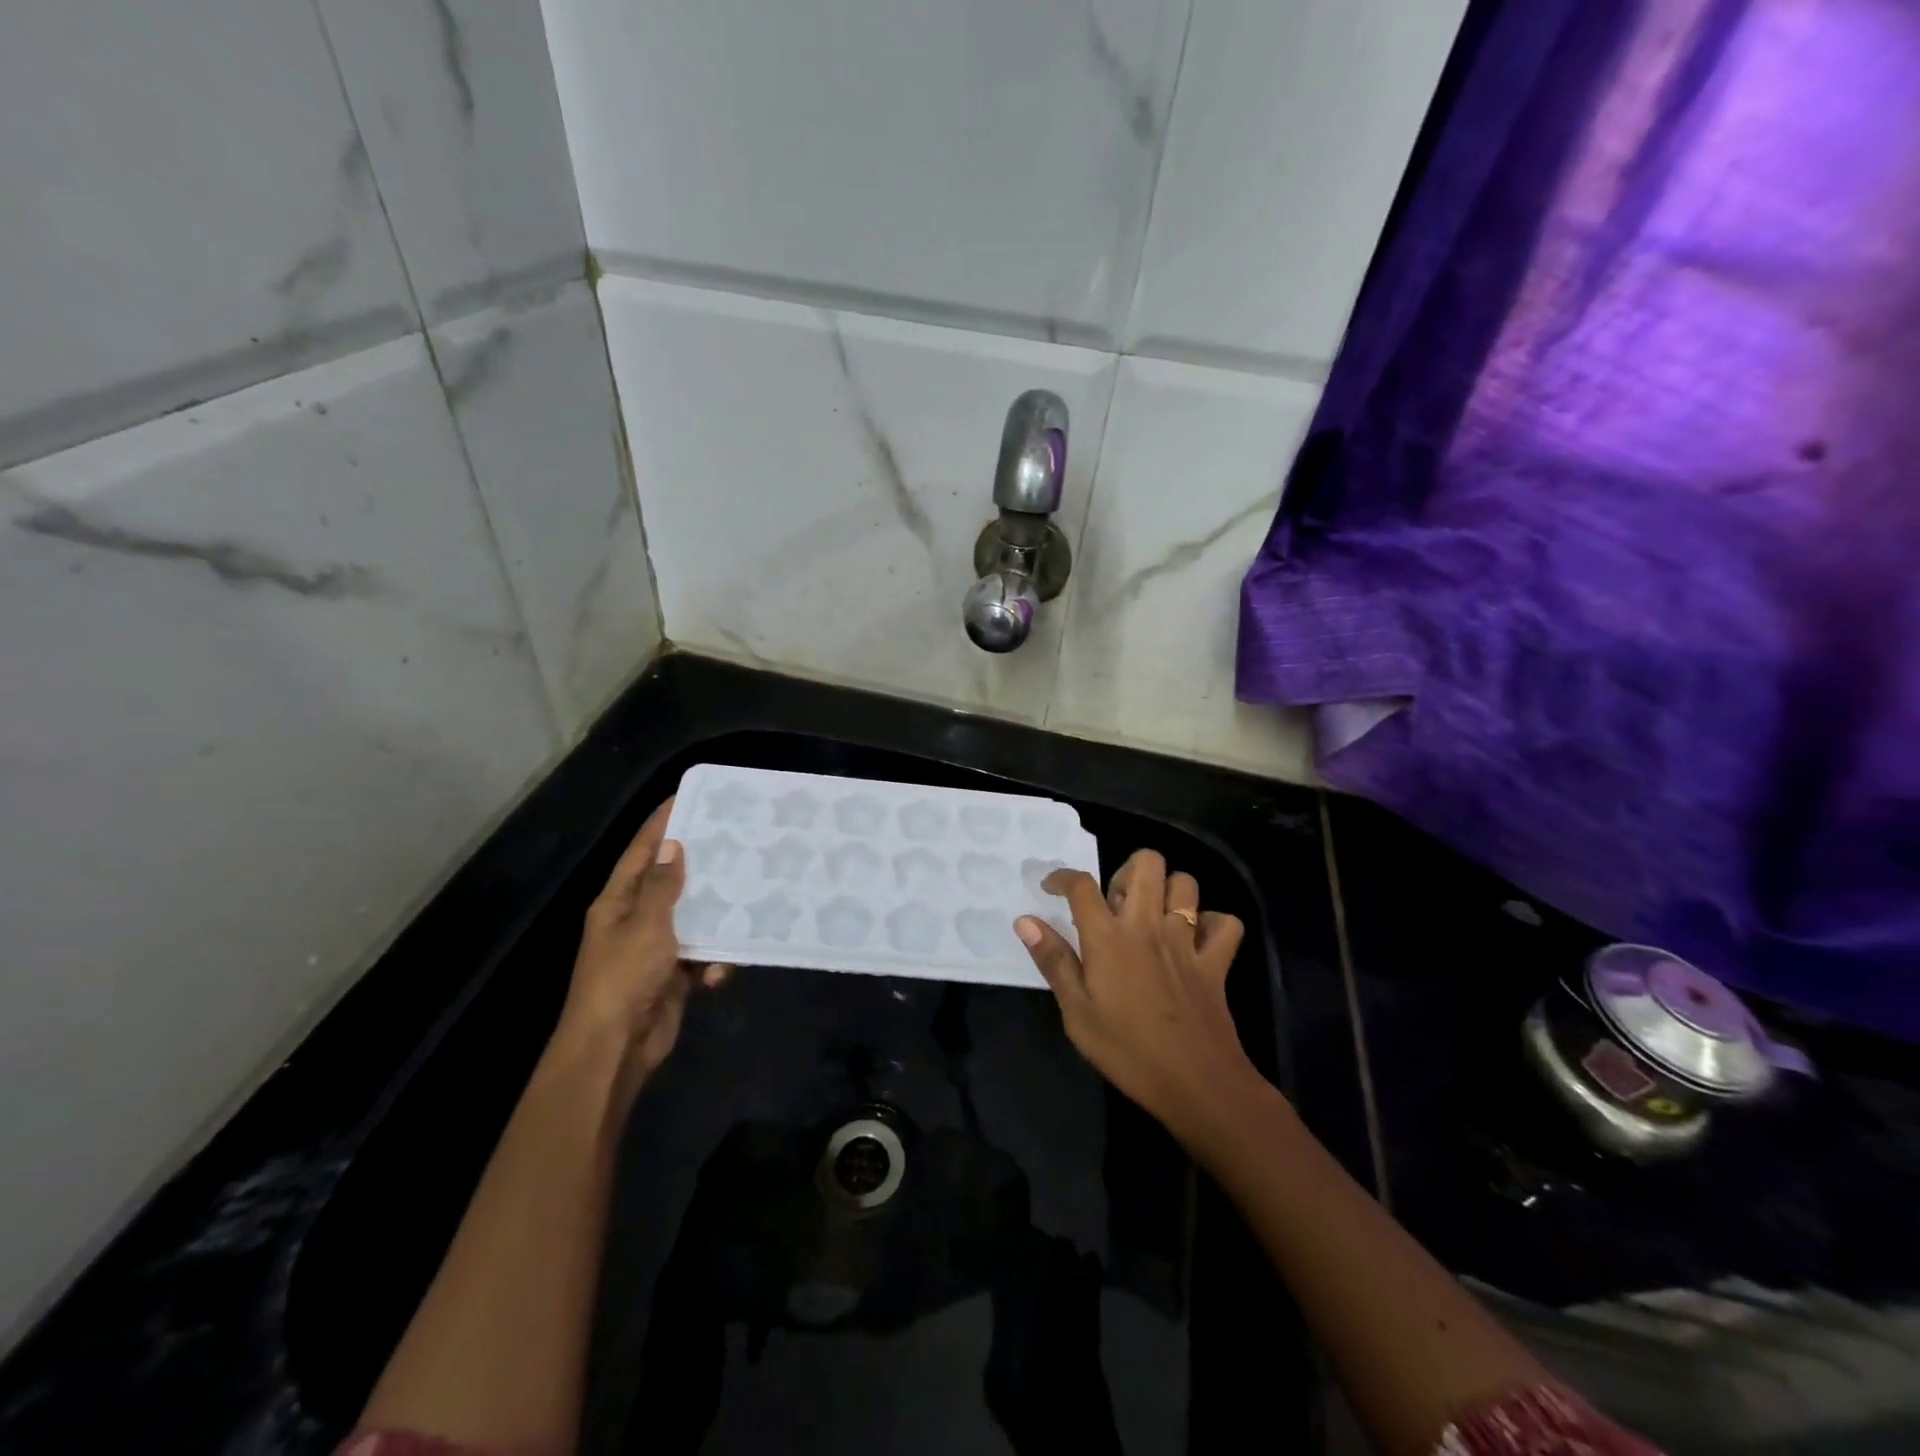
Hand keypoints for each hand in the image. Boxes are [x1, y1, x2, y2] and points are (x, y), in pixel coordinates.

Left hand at [552, 796, 729, 1092]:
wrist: (615, 1048)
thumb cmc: (624, 977)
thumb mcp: (645, 925)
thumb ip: (661, 886)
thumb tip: (671, 845)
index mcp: (617, 902)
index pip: (640, 851)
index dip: (661, 823)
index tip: (687, 796)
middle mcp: (634, 919)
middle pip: (670, 881)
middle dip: (700, 865)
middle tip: (736, 841)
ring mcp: (654, 949)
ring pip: (692, 919)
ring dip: (715, 918)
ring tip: (747, 900)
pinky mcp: (673, 976)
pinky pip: (701, 956)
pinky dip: (713, 962)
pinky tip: (722, 971)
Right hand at [1016, 850, 1260, 1142]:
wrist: (1198, 1084)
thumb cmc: (1127, 1052)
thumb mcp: (1077, 1013)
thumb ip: (1054, 961)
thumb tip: (1025, 921)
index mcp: (1108, 938)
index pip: (1082, 885)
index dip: (1062, 877)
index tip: (1052, 887)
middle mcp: (1148, 926)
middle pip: (1146, 863)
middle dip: (1127, 870)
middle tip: (1115, 902)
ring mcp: (1187, 941)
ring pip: (1186, 883)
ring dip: (1168, 890)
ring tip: (1152, 915)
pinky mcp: (1216, 962)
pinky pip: (1225, 923)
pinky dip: (1211, 923)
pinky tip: (1195, 939)